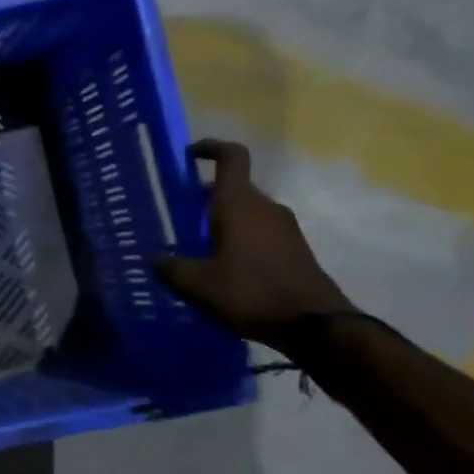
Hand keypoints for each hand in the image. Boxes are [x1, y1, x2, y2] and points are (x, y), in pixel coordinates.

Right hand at [153, 139, 355, 349]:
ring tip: (194, 247)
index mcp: (239, 204)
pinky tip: (220, 268)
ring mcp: (284, 228)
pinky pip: (259, 233)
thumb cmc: (250, 293)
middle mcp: (264, 208)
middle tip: (176, 216)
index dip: (210, 148)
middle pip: (232, 188)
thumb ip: (169, 266)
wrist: (316, 326)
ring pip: (245, 212)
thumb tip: (157, 259)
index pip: (231, 157)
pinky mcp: (294, 250)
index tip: (188, 155)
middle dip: (203, 198)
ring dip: (220, 222)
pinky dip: (237, 240)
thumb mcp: (196, 284)